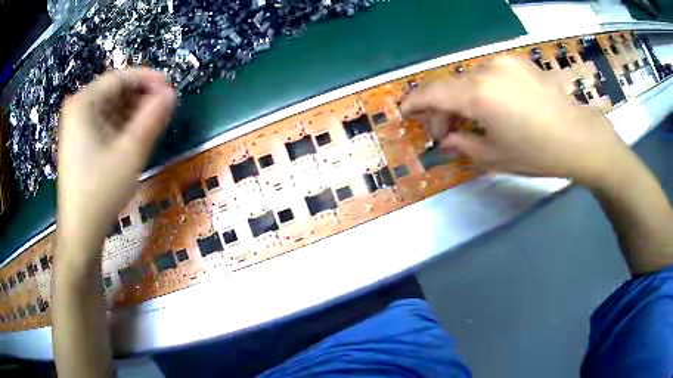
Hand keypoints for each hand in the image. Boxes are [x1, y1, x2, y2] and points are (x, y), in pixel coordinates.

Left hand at [57, 68, 176, 256]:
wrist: (80, 233)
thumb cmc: (100, 191)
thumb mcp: (130, 153)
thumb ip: (152, 118)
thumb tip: (171, 94)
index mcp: (83, 103)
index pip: (119, 78)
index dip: (147, 79)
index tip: (170, 87)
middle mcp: (77, 109)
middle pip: (114, 92)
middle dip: (140, 98)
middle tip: (164, 109)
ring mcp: (76, 127)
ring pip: (110, 109)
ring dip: (133, 113)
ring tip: (154, 124)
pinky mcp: (79, 143)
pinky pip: (104, 124)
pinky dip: (121, 127)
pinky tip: (135, 138)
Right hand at [401, 56, 628, 185]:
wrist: (579, 138)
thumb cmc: (538, 153)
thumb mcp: (495, 157)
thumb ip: (462, 144)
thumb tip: (445, 138)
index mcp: (479, 94)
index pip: (432, 92)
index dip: (414, 102)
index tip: (405, 112)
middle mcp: (487, 69)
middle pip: (450, 84)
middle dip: (442, 109)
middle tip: (446, 133)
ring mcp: (505, 62)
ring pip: (469, 78)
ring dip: (463, 99)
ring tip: (473, 121)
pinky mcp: (519, 62)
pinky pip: (489, 73)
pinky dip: (482, 89)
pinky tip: (494, 107)